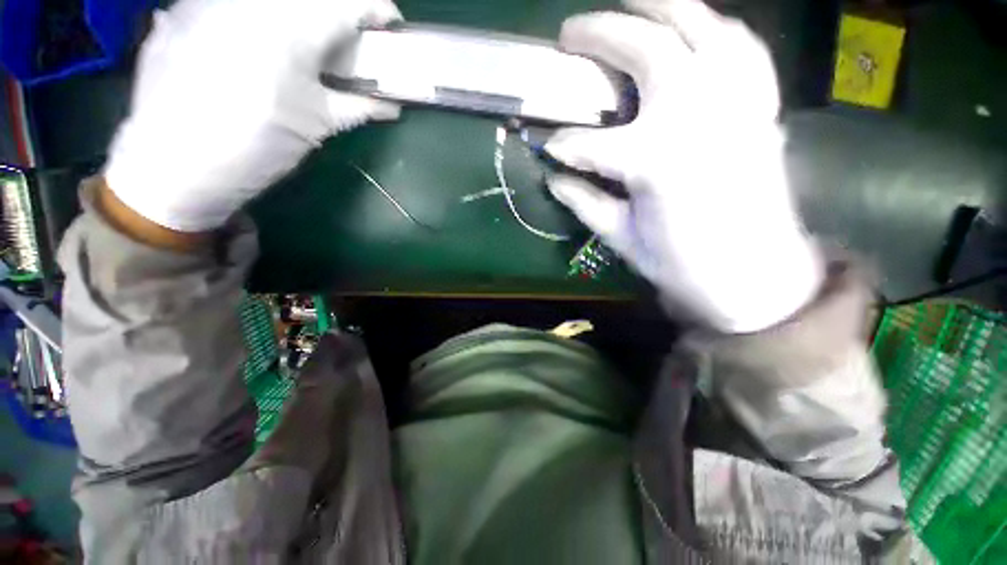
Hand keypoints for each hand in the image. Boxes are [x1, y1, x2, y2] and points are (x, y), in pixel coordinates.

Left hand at [104, 0, 401, 232]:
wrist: (172, 166)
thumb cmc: (255, 147)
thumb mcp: (317, 127)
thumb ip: (358, 107)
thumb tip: (391, 106)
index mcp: (293, 29)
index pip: (351, 2)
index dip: (378, 9)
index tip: (389, 26)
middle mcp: (252, 2)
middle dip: (337, 12)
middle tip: (342, 42)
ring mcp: (212, 0)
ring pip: (274, 0)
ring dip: (297, 15)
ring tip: (296, 46)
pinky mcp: (184, 8)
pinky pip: (233, 4)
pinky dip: (256, 19)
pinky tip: (250, 46)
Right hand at [546, 0, 822, 332]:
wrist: (754, 274)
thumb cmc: (681, 264)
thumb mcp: (622, 239)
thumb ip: (584, 203)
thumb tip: (554, 178)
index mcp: (654, 161)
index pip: (588, 144)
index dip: (562, 144)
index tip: (547, 146)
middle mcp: (697, 114)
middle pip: (644, 50)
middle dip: (599, 35)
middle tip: (569, 33)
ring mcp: (735, 101)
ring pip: (697, 27)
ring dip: (660, 5)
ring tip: (631, 1)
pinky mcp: (760, 104)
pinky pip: (740, 46)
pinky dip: (714, 27)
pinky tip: (696, 25)